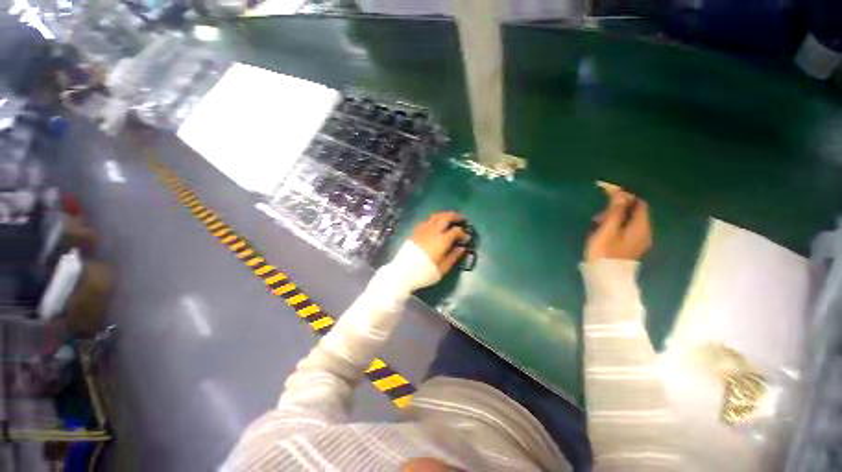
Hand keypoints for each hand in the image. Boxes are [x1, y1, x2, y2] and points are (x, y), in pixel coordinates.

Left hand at [411, 211, 468, 274]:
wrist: (403, 272)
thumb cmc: (425, 272)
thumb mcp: (442, 268)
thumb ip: (453, 256)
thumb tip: (462, 248)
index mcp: (442, 240)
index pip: (456, 231)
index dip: (463, 233)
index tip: (467, 238)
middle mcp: (433, 231)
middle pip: (446, 217)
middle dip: (455, 216)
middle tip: (462, 218)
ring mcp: (423, 230)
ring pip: (435, 216)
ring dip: (444, 215)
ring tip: (449, 216)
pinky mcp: (415, 232)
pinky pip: (426, 221)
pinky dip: (433, 219)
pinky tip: (434, 224)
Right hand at [585, 187, 651, 260]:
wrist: (605, 278)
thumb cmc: (604, 252)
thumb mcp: (607, 229)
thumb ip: (615, 211)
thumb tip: (619, 193)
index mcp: (641, 227)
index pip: (639, 203)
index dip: (626, 195)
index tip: (608, 192)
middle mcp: (644, 232)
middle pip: (635, 213)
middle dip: (617, 208)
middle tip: (598, 214)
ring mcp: (637, 242)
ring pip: (628, 222)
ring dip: (613, 218)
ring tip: (596, 223)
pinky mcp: (629, 248)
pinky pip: (625, 231)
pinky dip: (614, 226)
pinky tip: (601, 232)